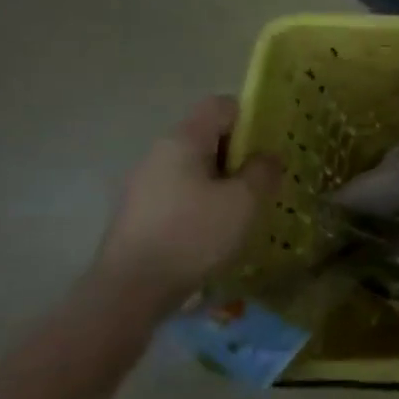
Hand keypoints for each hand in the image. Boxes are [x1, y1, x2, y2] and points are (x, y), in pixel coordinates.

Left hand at [90, 96, 280, 320]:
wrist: (129, 293)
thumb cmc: (193, 236)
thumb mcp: (244, 202)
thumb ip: (263, 171)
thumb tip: (267, 157)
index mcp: (183, 140)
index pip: (221, 105)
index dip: (251, 118)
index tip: (268, 148)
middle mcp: (158, 153)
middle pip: (207, 136)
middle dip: (238, 155)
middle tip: (262, 182)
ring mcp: (143, 184)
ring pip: (193, 168)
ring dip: (221, 182)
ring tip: (241, 211)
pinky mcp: (137, 214)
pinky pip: (179, 193)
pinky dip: (201, 203)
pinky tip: (213, 232)